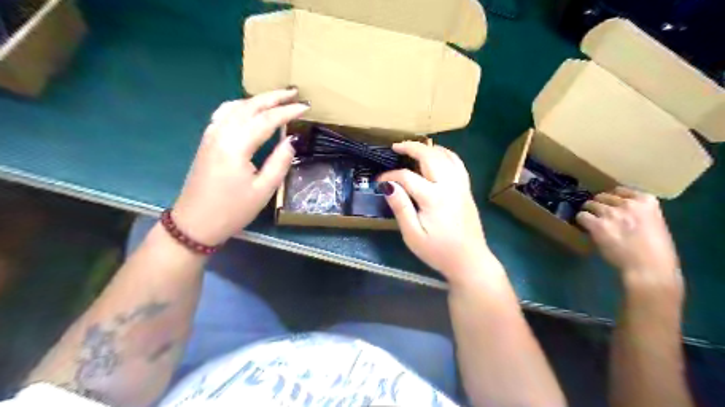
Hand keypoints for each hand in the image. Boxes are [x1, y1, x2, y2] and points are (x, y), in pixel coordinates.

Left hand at [171, 89, 308, 244]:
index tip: (306, 107)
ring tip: (276, 98)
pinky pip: (224, 113)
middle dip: (273, 97)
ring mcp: (211, 135)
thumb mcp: (263, 190)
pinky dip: (241, 106)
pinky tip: (249, 109)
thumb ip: (279, 162)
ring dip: (257, 99)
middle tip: (294, 91)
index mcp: (236, 145)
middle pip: (249, 106)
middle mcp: (221, 133)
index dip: (288, 112)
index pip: (266, 120)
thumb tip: (291, 140)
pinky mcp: (207, 141)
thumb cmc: (232, 210)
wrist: (195, 223)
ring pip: (235, 106)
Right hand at [376, 144, 501, 285]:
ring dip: (429, 148)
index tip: (379, 181)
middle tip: (396, 147)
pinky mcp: (467, 189)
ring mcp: (461, 185)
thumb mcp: (413, 235)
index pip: (407, 177)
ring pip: (446, 156)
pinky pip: (457, 163)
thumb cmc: (438, 251)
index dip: (390, 176)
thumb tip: (388, 186)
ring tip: (415, 148)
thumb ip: (401, 208)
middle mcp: (449, 185)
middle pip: (430, 156)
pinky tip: (437, 156)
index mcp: (433, 198)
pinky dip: (446, 154)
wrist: (469, 261)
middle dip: (411, 147)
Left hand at [576, 185, 683, 295]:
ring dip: (589, 211)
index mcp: (647, 201)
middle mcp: (628, 204)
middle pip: (603, 196)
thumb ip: (639, 213)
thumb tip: (620, 211)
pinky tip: (585, 226)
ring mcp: (611, 213)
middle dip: (599, 204)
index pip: (621, 190)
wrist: (650, 268)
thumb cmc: (657, 252)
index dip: (612, 197)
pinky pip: (582, 216)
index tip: (610, 203)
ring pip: (590, 204)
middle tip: (598, 214)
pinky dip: (581, 220)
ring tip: (591, 220)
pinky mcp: (597, 225)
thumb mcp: (655, 223)